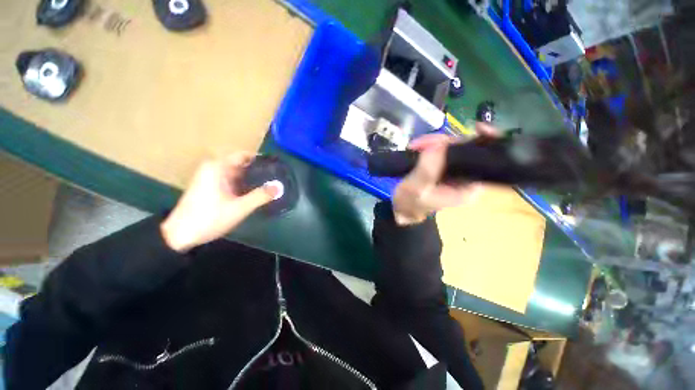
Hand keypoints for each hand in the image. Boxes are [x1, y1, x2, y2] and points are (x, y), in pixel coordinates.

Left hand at [161, 153, 278, 251]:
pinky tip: (254, 192)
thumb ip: (261, 196)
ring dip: (252, 178)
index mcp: (218, 167)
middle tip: (276, 177)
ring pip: (237, 173)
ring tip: (270, 184)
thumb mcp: (239, 208)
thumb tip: (279, 187)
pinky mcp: (210, 187)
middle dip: (258, 170)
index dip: (261, 159)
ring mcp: (210, 177)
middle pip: (241, 164)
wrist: (180, 234)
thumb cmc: (209, 218)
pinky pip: (231, 180)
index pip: (244, 155)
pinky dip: (243, 183)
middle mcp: (213, 168)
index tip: (276, 166)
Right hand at [392, 122, 497, 225]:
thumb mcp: (416, 190)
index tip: (477, 127)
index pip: (486, 161)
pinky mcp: (443, 167)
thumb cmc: (410, 204)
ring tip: (414, 147)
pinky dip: (429, 146)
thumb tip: (438, 146)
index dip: (485, 142)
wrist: (400, 208)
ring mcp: (454, 171)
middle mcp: (466, 178)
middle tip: (421, 144)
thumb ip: (427, 171)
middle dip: (444, 142)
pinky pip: (441, 149)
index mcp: (468, 188)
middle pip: (466, 149)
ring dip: (432, 143)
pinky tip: (416, 148)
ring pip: (452, 147)